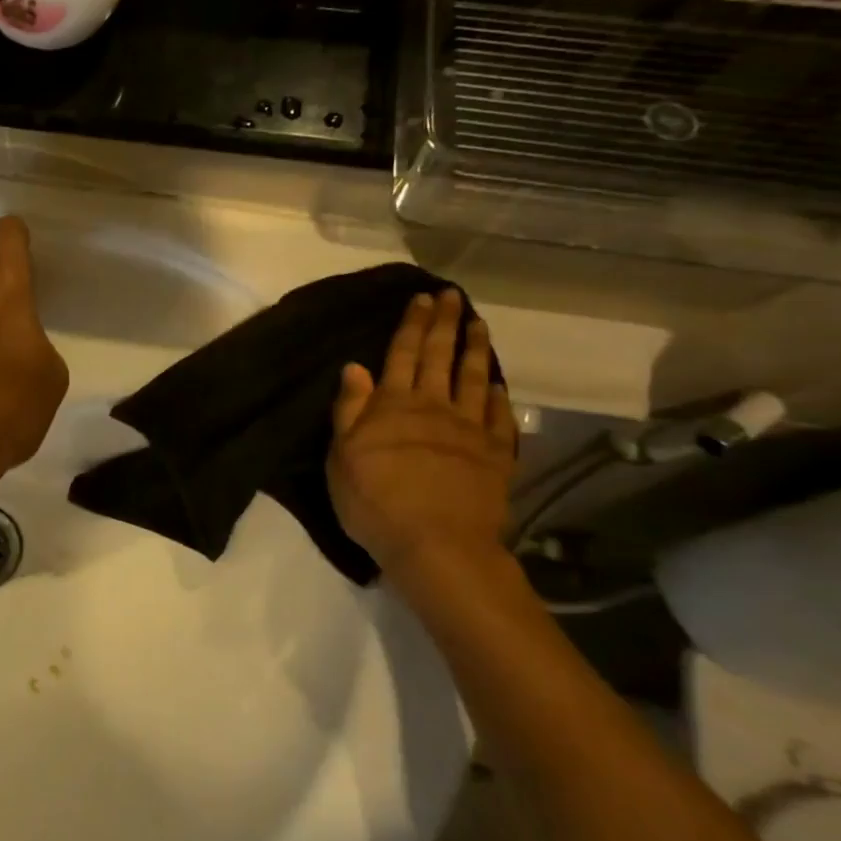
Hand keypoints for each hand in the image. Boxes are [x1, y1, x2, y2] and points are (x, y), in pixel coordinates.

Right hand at [325, 289, 516, 573]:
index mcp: (393, 405)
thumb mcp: (342, 456)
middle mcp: (434, 407)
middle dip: (445, 323)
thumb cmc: (375, 501)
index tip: (422, 298)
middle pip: (440, 356)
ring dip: (475, 348)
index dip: (412, 324)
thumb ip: (349, 410)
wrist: (436, 544)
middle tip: (452, 296)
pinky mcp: (495, 455)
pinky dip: (497, 395)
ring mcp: (469, 429)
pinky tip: (496, 383)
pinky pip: (497, 416)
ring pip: (473, 378)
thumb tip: (355, 368)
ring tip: (479, 324)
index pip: (403, 353)